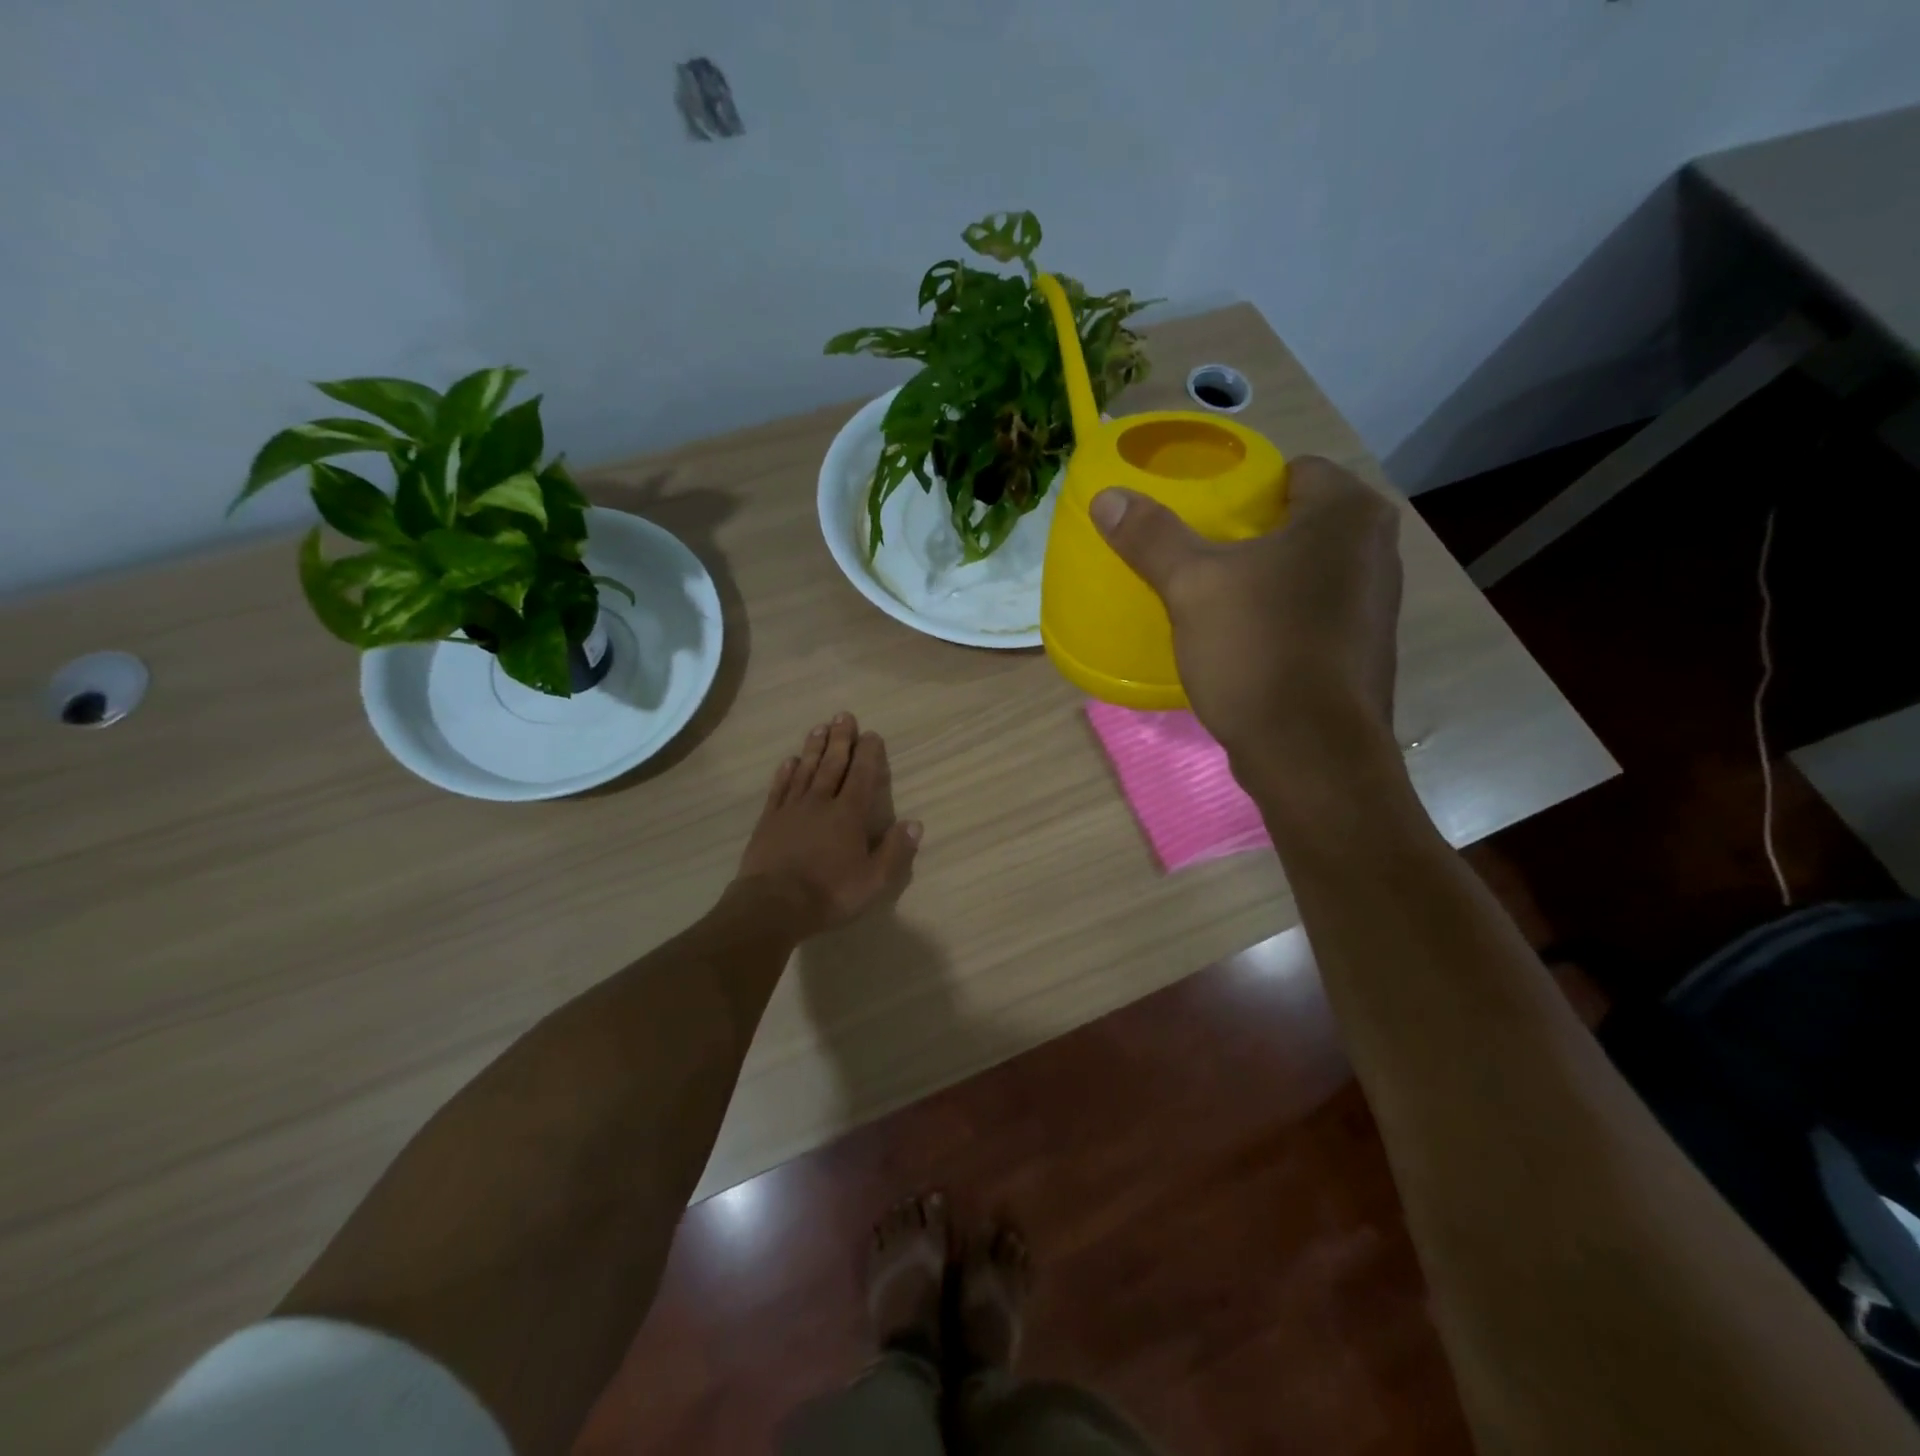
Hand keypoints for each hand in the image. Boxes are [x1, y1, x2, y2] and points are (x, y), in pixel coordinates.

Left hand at [734, 713, 921, 938]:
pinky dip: (786, 772)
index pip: (862, 775)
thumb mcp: (874, 881)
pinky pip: (779, 788)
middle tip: (844, 716)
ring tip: (820, 727)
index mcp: (849, 815)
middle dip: (840, 739)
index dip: (868, 753)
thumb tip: (915, 823)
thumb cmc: (829, 893)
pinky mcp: (769, 820)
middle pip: (833, 764)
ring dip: (814, 748)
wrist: (773, 905)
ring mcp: (791, 809)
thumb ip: (895, 851)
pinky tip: (790, 760)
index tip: (872, 734)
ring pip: (806, 770)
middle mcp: (821, 802)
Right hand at [1090, 456, 1402, 776]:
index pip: (1293, 471)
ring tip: (1215, 596)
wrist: (1310, 754)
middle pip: (1301, 521)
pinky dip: (1283, 615)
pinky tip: (1245, 639)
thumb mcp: (1192, 587)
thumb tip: (1107, 498)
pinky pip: (1315, 612)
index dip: (1244, 487)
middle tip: (1198, 555)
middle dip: (1251, 534)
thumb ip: (1152, 537)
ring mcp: (1377, 605)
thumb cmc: (1258, 651)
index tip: (1202, 515)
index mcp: (1347, 514)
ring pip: (1309, 570)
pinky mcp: (1364, 651)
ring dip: (1268, 577)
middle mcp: (1377, 549)